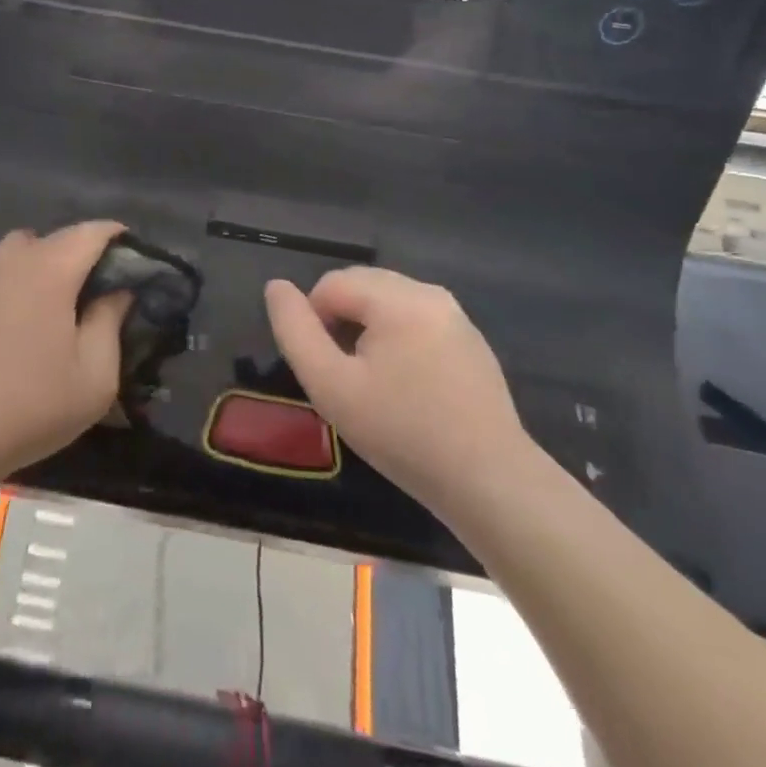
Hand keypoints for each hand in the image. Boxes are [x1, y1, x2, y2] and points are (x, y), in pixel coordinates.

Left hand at [0, 223, 127, 484]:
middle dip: (76, 253)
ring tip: (45, 304)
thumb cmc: (30, 406)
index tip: (131, 256)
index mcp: (50, 271)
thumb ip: (110, 323)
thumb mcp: (95, 377)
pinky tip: (4, 325)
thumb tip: (118, 291)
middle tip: (90, 290)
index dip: (115, 236)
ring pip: (13, 252)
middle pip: (51, 238)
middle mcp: (10, 262)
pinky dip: (3, 287)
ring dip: (36, 265)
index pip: (90, 232)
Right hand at [264, 268, 530, 517]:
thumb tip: (276, 287)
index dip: (313, 321)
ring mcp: (456, 316)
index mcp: (398, 298)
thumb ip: (295, 331)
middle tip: (345, 377)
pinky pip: (417, 321)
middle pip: (362, 286)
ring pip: (389, 303)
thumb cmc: (403, 433)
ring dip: (368, 331)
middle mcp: (430, 293)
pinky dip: (398, 340)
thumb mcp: (332, 386)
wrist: (489, 483)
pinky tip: (407, 388)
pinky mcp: (471, 341)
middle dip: (342, 322)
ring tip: (373, 383)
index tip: (325, 371)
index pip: (331, 283)